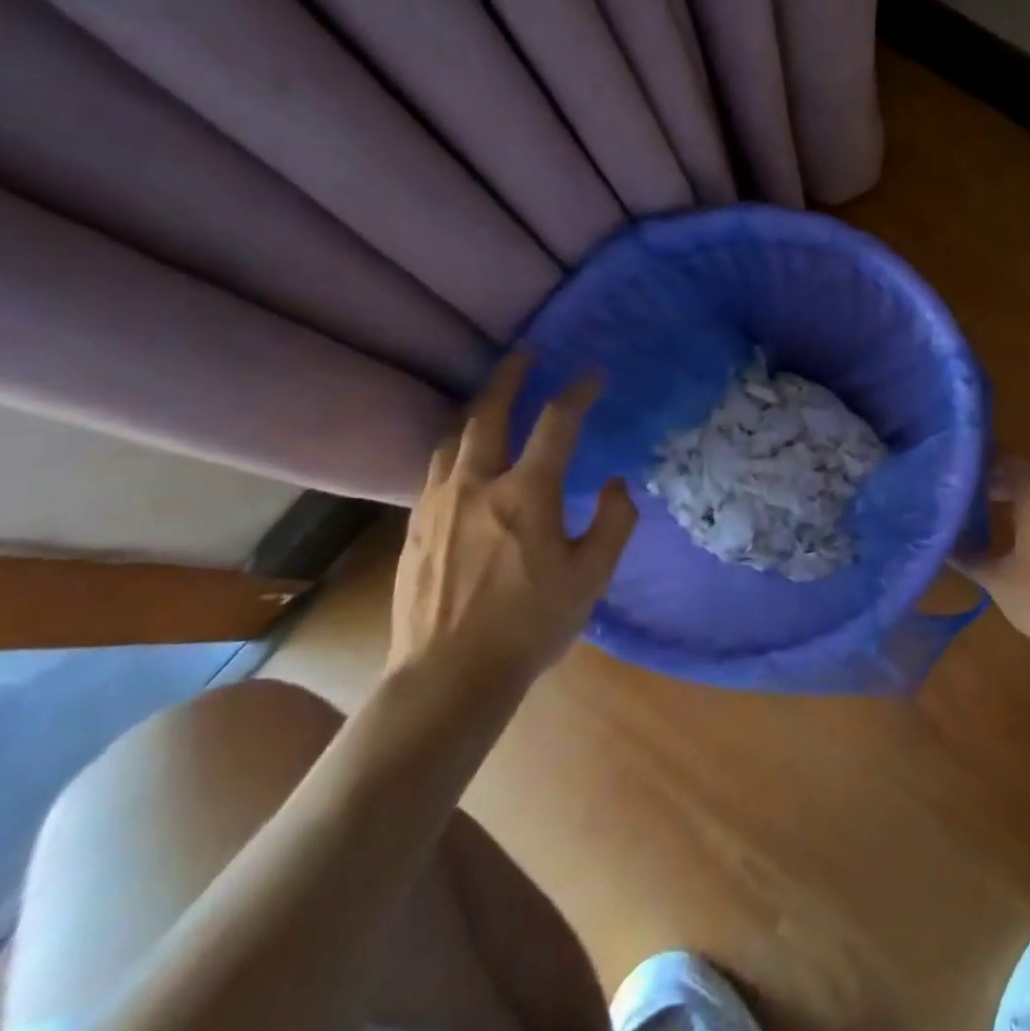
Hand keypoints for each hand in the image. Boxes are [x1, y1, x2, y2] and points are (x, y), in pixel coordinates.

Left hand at [388, 353, 636, 686]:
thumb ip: (613, 522)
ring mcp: (438, 504)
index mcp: (526, 493)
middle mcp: (477, 484)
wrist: (449, 676)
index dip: (578, 392)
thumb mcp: (591, 576)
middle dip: (510, 377)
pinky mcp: (414, 527)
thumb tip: (615, 483)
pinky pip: (435, 469)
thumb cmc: (530, 625)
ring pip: (454, 438)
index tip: (593, 374)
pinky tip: (461, 457)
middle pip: (490, 413)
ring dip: (477, 409)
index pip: (557, 423)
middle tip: (524, 354)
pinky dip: (455, 447)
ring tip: (491, 399)